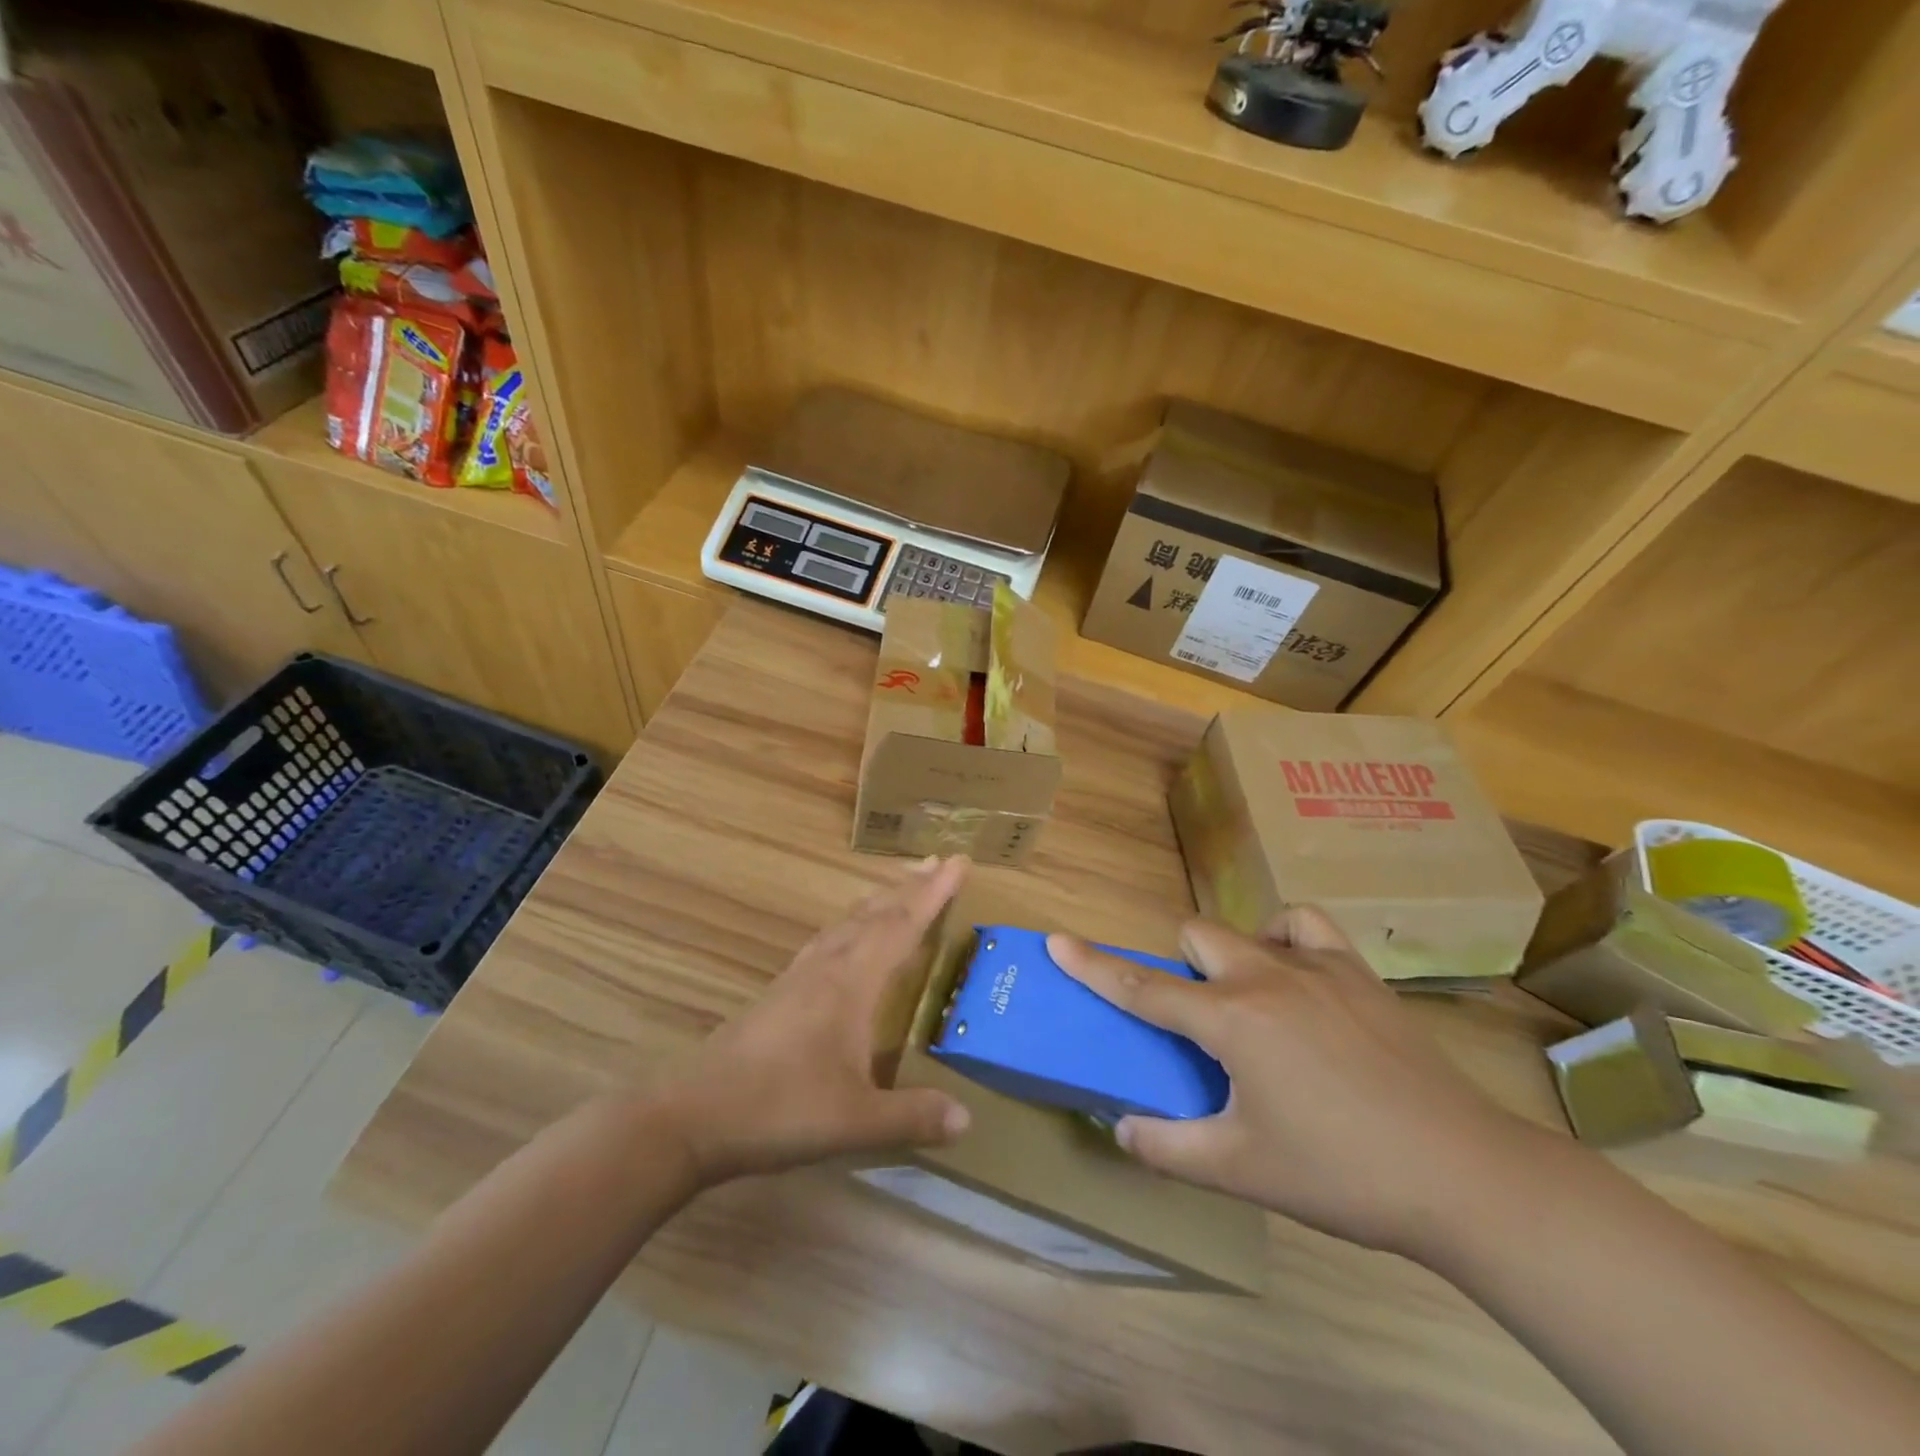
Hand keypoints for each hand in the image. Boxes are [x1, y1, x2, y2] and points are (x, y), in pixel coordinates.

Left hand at [658, 857, 972, 1184]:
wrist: (693, 1114)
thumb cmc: (779, 1109)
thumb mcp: (855, 1121)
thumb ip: (912, 1117)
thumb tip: (967, 1118)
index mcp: (851, 984)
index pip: (902, 926)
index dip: (933, 894)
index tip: (958, 862)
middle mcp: (827, 967)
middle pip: (875, 914)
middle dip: (910, 887)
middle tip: (939, 861)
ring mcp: (799, 976)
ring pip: (847, 923)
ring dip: (879, 900)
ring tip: (899, 887)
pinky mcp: (779, 992)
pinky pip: (827, 940)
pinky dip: (851, 924)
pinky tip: (846, 938)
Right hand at [1049, 909, 1540, 1258]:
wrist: (1463, 1174)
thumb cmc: (1341, 1173)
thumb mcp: (1242, 1170)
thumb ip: (1168, 1148)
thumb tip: (1121, 1127)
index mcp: (1231, 1020)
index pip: (1143, 987)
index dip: (1093, 966)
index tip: (1056, 941)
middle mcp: (1265, 977)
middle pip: (1196, 937)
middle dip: (1180, 967)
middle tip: (1197, 1022)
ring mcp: (1317, 968)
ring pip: (1246, 927)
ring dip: (1229, 954)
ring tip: (1246, 1001)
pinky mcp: (1359, 973)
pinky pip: (1306, 927)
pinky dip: (1285, 939)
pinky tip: (1294, 975)